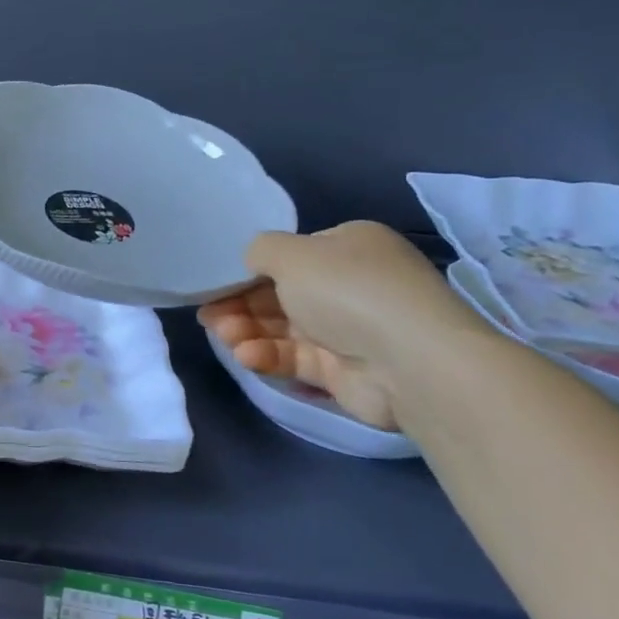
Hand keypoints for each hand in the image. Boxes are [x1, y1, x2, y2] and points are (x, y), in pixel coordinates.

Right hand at [198, 221, 481, 429]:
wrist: (410, 361)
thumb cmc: (348, 291)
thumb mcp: (292, 253)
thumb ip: (260, 250)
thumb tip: (251, 260)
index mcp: (349, 248)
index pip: (292, 255)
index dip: (250, 269)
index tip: (216, 284)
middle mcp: (351, 285)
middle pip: (282, 293)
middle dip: (241, 304)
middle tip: (207, 315)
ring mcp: (349, 330)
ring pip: (284, 328)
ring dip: (248, 330)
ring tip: (222, 336)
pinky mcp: (343, 371)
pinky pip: (296, 358)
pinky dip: (269, 355)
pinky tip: (246, 356)